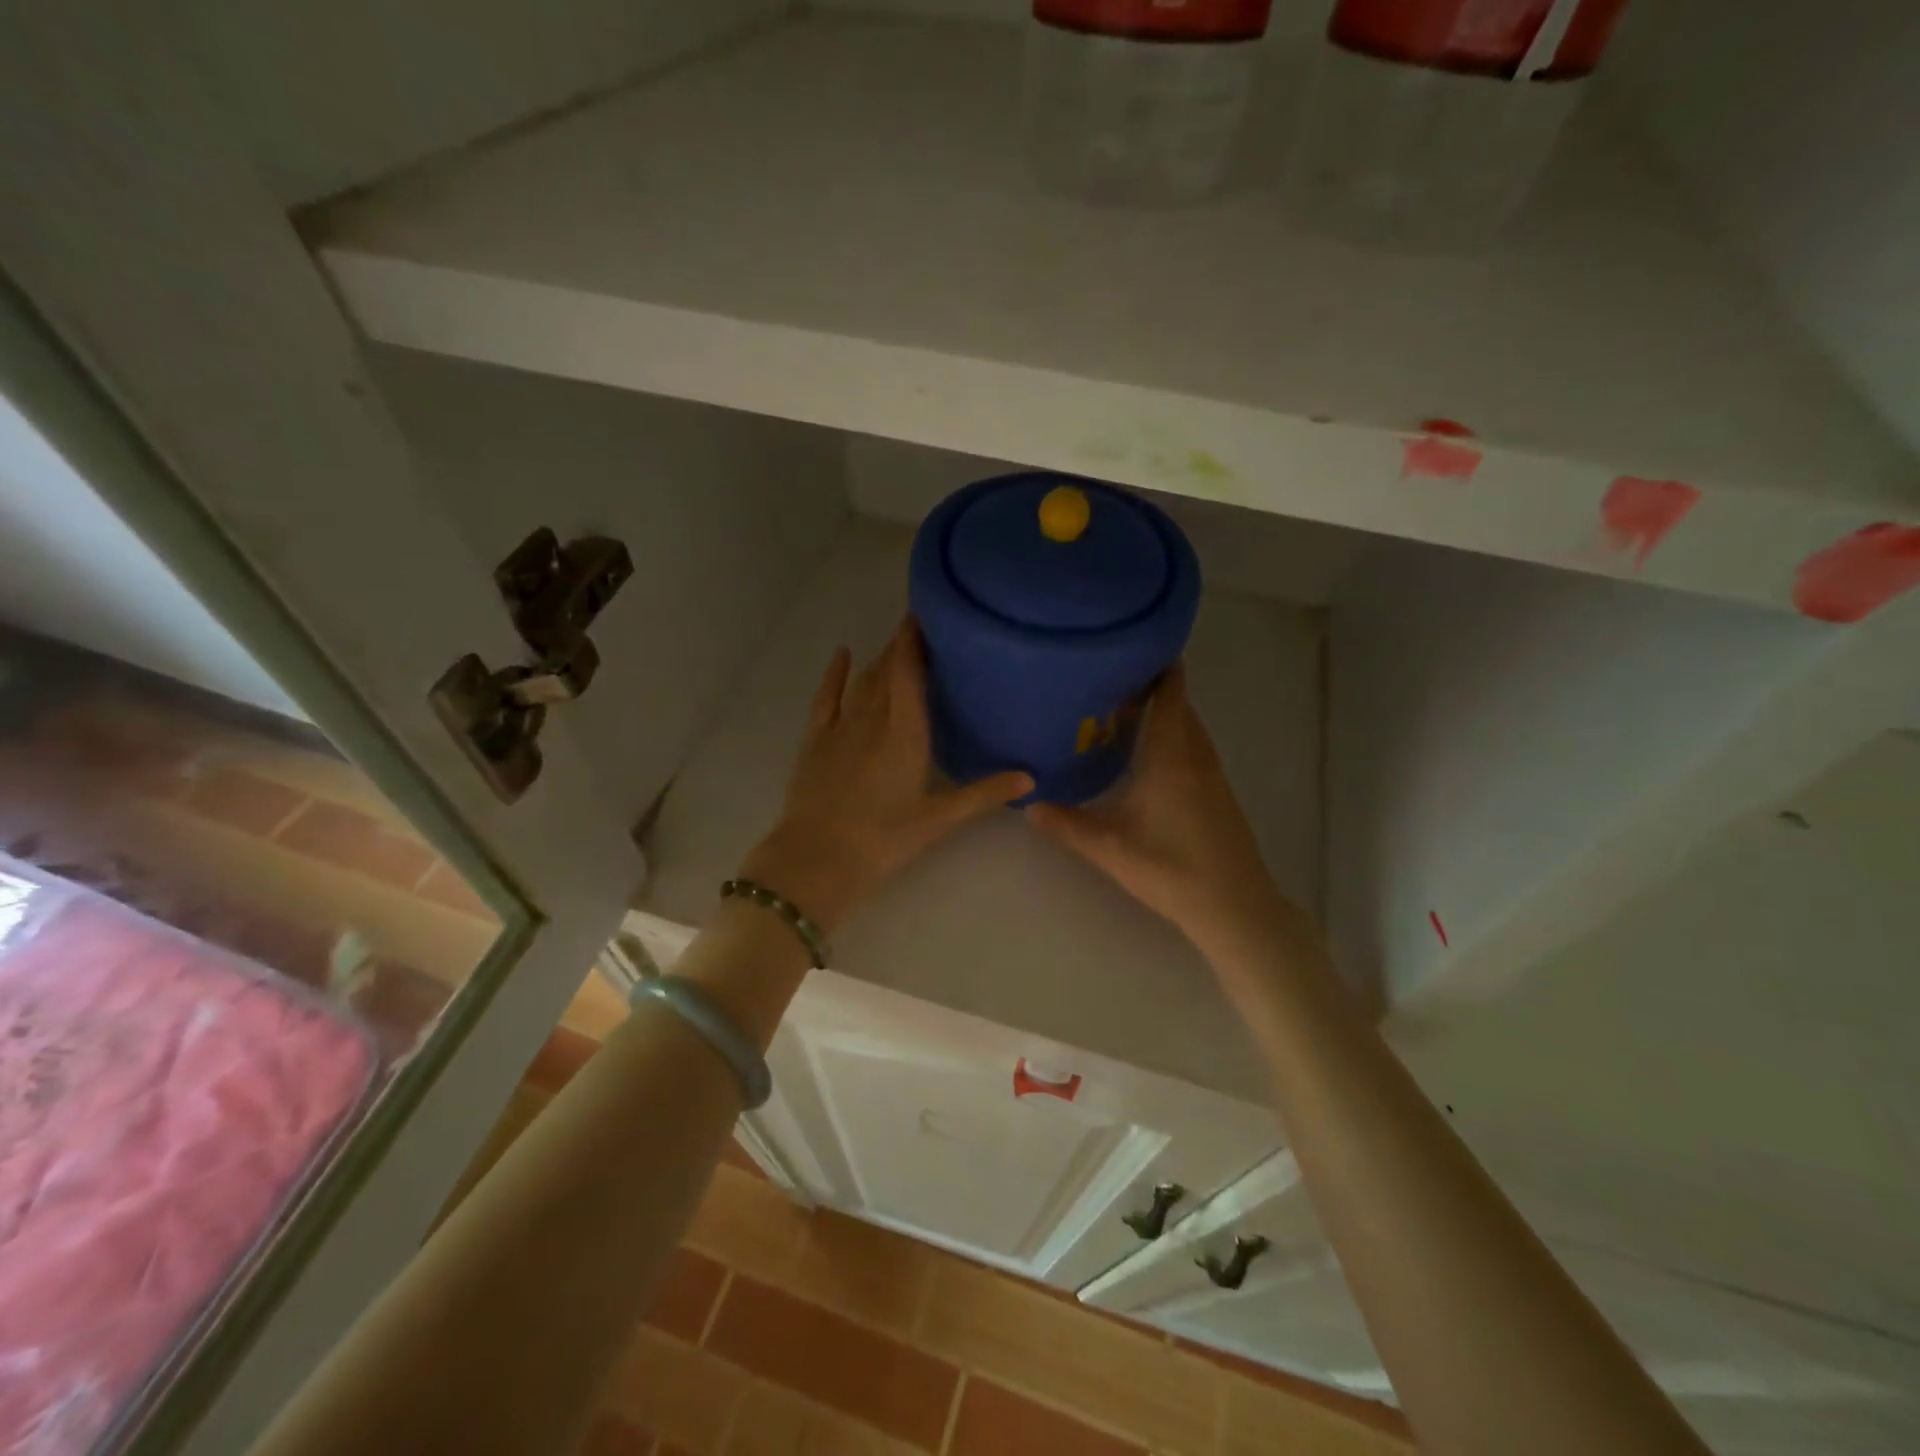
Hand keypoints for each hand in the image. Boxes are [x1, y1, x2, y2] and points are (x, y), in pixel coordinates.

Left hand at [739, 620, 1032, 935]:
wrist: (815, 860)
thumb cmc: (882, 841)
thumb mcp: (938, 820)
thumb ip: (983, 794)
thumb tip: (1030, 777)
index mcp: (905, 733)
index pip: (911, 672)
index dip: (917, 639)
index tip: (930, 613)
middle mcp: (873, 719)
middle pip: (889, 670)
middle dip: (904, 644)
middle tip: (924, 626)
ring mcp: (840, 726)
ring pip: (863, 680)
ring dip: (880, 658)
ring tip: (898, 641)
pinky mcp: (815, 740)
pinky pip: (827, 695)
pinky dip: (835, 672)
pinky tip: (843, 653)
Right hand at [1026, 662, 1298, 960]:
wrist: (1235, 907)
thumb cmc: (1171, 868)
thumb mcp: (1108, 847)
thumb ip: (1066, 824)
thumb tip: (1026, 804)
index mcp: (1172, 754)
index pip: (1171, 691)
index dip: (1155, 664)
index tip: (1126, 647)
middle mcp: (1196, 754)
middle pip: (1179, 703)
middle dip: (1150, 685)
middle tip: (1106, 678)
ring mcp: (1211, 773)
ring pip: (1187, 726)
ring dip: (1162, 711)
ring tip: (1120, 708)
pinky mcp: (1217, 792)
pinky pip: (1192, 745)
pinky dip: (1172, 734)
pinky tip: (1146, 752)